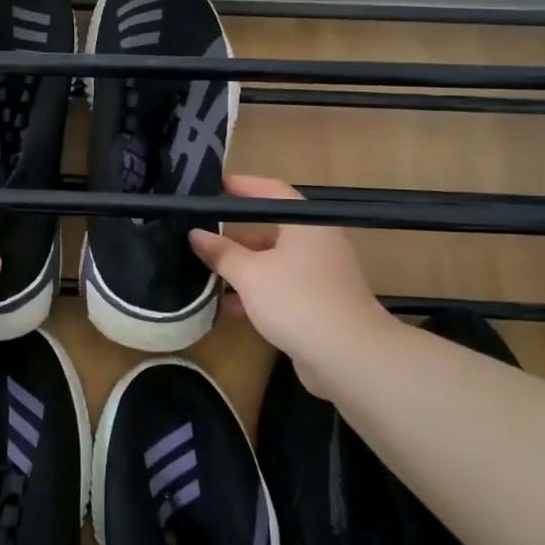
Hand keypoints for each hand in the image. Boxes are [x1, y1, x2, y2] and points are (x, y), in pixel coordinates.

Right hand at [188, 174, 398, 386]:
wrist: (349, 358)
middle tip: (199, 236)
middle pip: (270, 230)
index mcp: (306, 224)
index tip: (213, 187)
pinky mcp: (317, 305)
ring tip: (204, 274)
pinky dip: (255, 293)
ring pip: (272, 262)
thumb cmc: (298, 301)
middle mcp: (316, 243)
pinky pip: (279, 288)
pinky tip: (226, 307)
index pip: (271, 191)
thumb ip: (221, 252)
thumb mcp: (250, 274)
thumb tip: (195, 234)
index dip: (242, 186)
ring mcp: (319, 276)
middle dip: (234, 236)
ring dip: (241, 268)